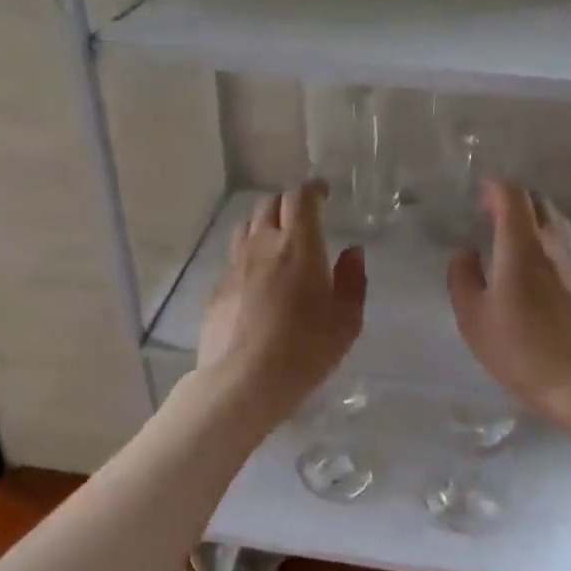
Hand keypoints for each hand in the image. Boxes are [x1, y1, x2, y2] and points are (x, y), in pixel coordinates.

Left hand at [198, 181, 366, 423]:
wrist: (244, 381)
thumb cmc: (305, 349)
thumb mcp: (346, 321)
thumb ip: (352, 281)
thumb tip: (352, 252)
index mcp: (299, 245)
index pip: (300, 198)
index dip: (312, 189)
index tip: (322, 192)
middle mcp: (263, 245)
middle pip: (270, 205)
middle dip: (288, 203)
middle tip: (303, 216)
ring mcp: (235, 265)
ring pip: (246, 226)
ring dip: (264, 224)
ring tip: (277, 240)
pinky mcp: (218, 288)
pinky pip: (234, 257)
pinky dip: (248, 254)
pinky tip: (257, 277)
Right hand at [448, 181, 570, 447]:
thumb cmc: (522, 351)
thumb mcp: (474, 319)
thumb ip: (463, 277)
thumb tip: (465, 251)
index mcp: (521, 246)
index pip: (512, 196)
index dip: (494, 187)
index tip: (478, 192)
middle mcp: (552, 246)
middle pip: (538, 203)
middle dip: (513, 199)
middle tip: (489, 211)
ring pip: (554, 224)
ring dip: (531, 219)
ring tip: (507, 235)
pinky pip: (561, 247)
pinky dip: (543, 242)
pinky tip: (530, 265)